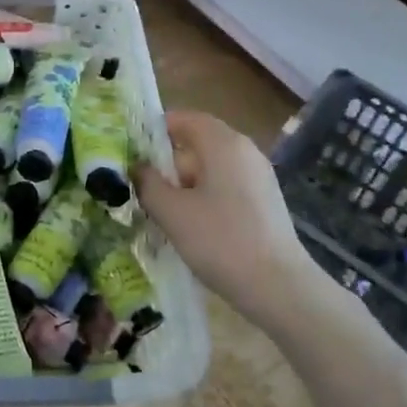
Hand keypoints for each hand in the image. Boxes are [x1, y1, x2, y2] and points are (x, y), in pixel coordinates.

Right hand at [133, 111, 308, 323]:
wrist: (278, 287)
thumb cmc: (220, 241)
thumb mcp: (172, 212)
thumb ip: (148, 184)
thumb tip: (136, 168)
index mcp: (223, 143)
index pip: (183, 119)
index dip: (154, 130)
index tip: (129, 151)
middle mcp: (244, 151)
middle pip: (197, 142)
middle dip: (165, 161)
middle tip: (138, 184)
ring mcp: (257, 176)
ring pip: (210, 167)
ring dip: (182, 182)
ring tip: (157, 208)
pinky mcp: (263, 201)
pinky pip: (224, 186)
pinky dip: (202, 196)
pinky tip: (188, 224)